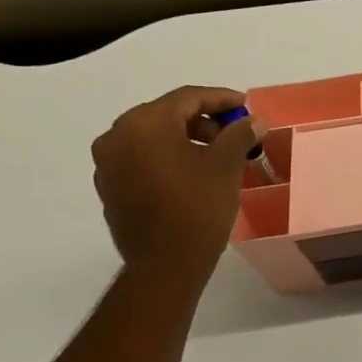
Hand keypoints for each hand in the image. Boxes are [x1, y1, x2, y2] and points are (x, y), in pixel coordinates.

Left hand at [91, 86, 259, 278]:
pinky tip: (194, 173)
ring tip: (218, 155)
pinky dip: (169, 157)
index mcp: (144, 124)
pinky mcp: (110, 187)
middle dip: (204, 120)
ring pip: (153, 137)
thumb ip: (239, 134)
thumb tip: (254, 120)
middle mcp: (117, 136)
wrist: (165, 263)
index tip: (246, 106)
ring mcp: (108, 163)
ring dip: (186, 139)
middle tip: (235, 132)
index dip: (221, 99)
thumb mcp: (226, 165)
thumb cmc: (198, 206)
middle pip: (167, 115)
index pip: (188, 98)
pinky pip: (142, 158)